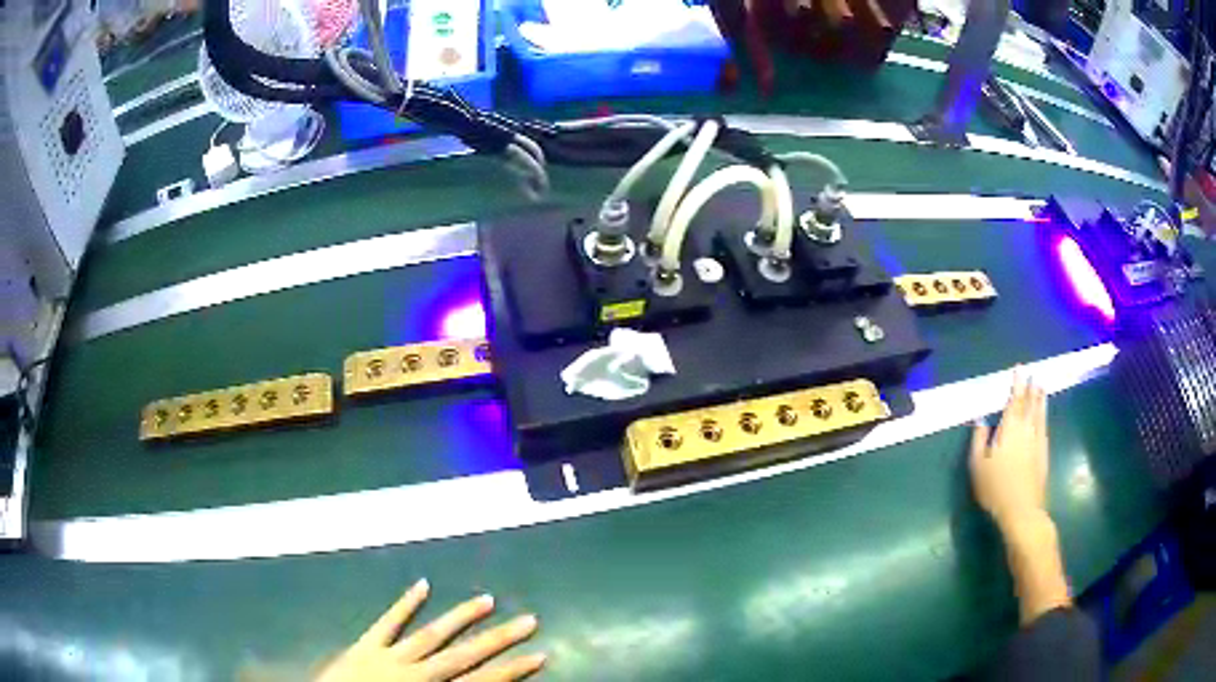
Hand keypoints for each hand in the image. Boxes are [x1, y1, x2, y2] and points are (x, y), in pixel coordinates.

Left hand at [316, 580, 545, 681]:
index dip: (512, 670)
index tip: (540, 654)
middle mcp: (415, 674)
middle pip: (463, 654)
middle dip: (498, 639)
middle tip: (528, 619)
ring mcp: (388, 657)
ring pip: (430, 634)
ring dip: (459, 617)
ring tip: (487, 599)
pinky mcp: (364, 646)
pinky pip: (386, 623)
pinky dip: (403, 604)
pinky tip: (421, 585)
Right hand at [969, 371, 1048, 532]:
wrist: (1022, 510)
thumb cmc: (995, 488)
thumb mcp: (978, 465)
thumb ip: (978, 440)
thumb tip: (980, 418)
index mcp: (1009, 429)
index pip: (1014, 401)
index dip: (1016, 384)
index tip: (1019, 369)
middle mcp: (1026, 430)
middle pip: (1030, 404)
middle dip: (1030, 388)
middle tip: (1033, 374)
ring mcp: (1037, 441)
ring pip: (1040, 414)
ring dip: (1040, 399)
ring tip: (1042, 387)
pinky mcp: (1044, 454)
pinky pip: (1044, 427)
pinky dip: (1044, 417)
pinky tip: (1044, 416)